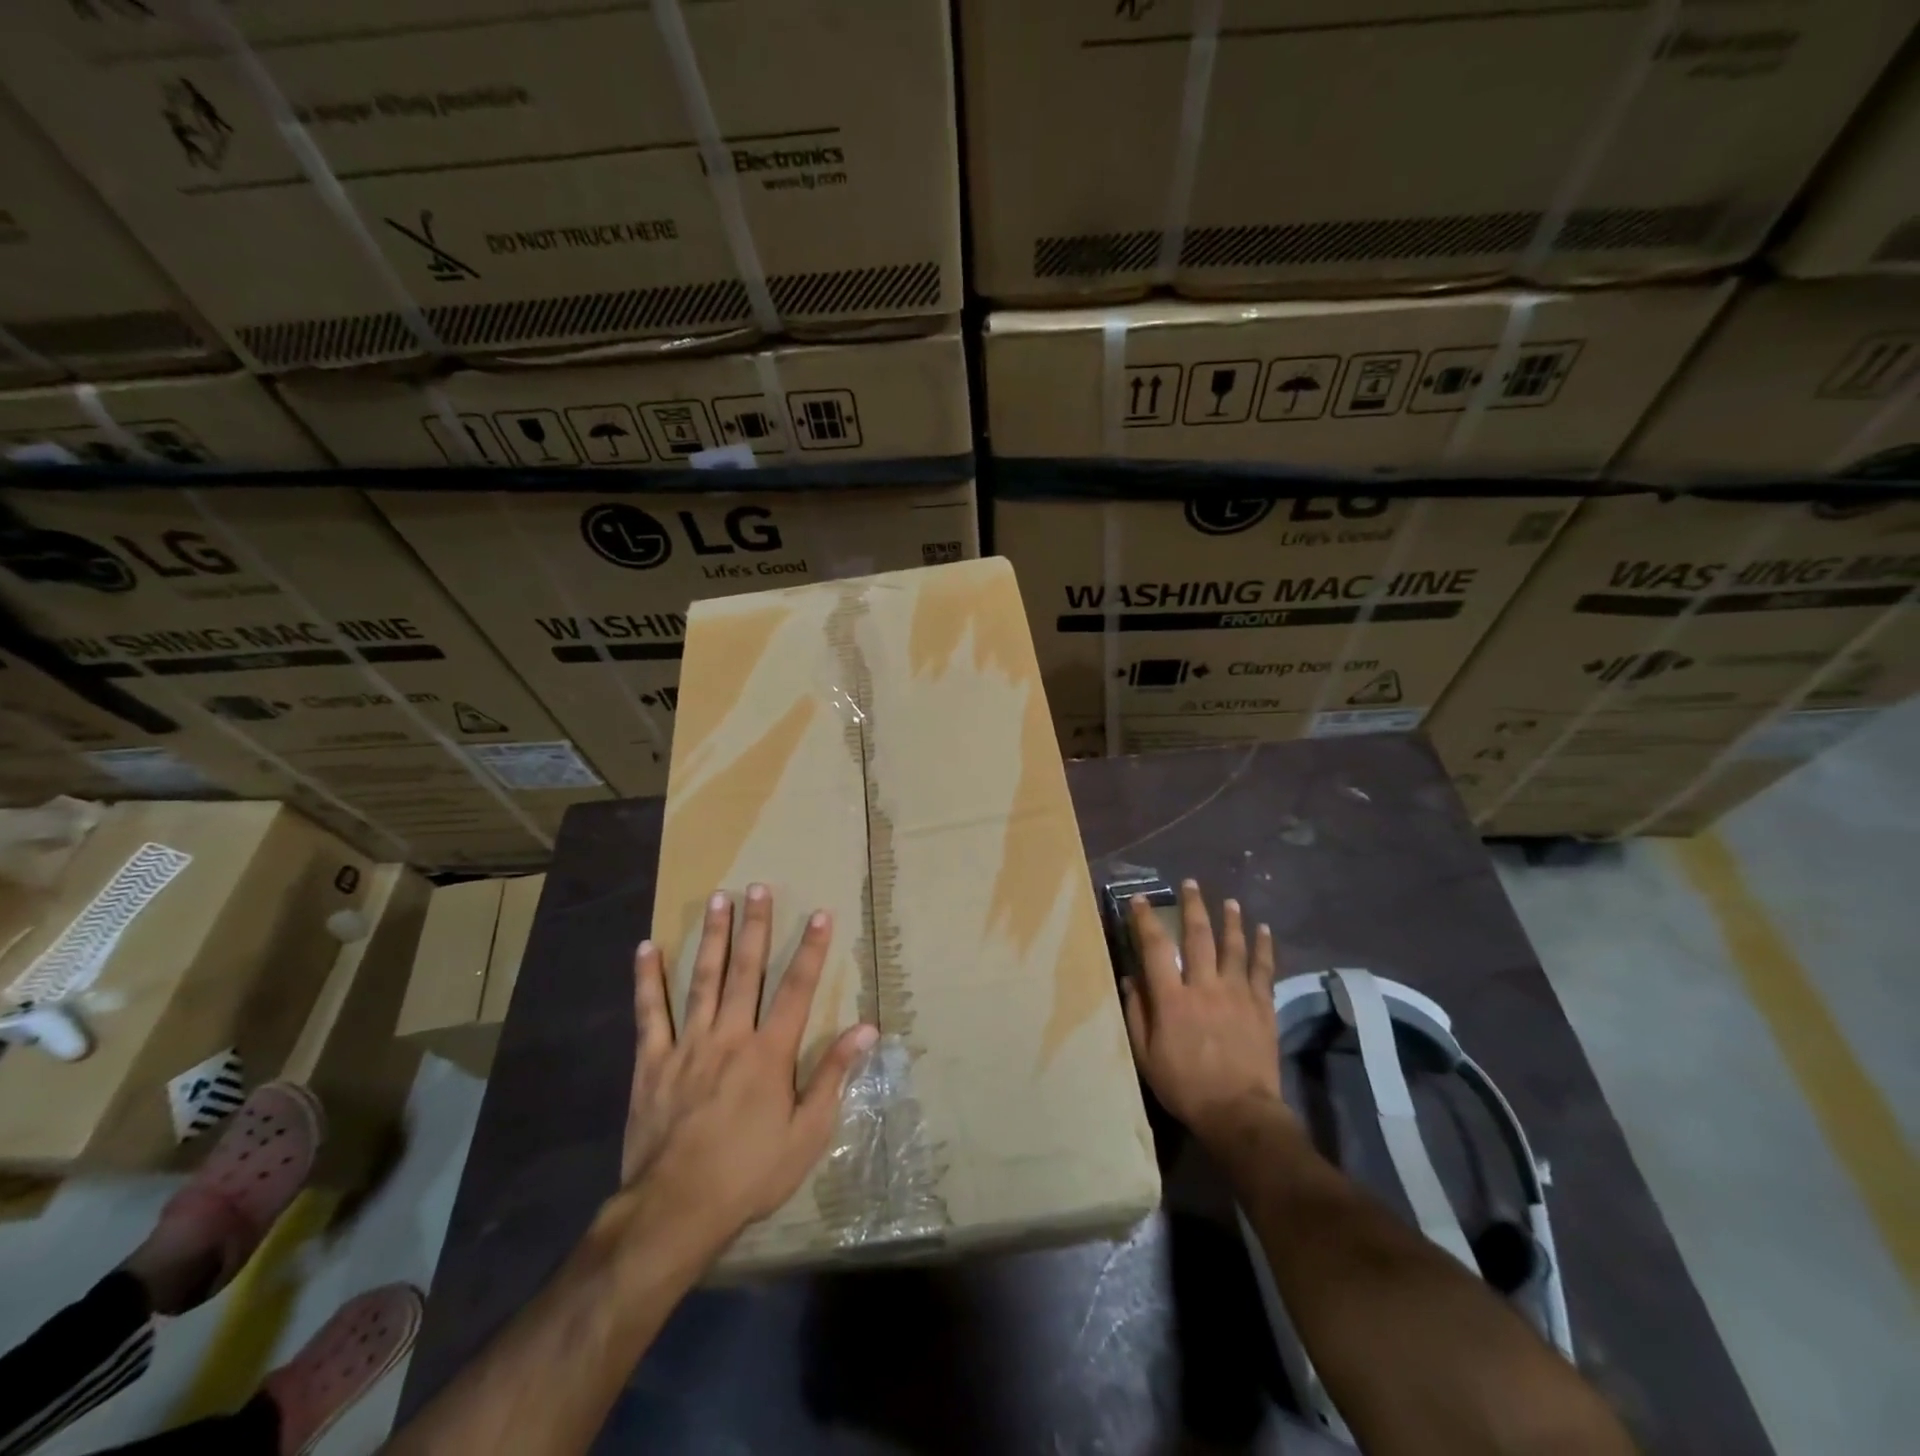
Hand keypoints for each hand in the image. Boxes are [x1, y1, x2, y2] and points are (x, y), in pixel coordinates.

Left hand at [623, 884, 875, 1241]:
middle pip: (746, 971)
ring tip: (718, 899)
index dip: (811, 949)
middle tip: (759, 886)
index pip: (797, 989)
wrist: (675, 1211)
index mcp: (769, 1053)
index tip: (820, 913)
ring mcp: (687, 1046)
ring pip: (703, 979)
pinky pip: (649, 1014)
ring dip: (712, 937)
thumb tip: (866, 1029)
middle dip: (756, 926)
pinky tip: (645, 949)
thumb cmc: (749, 1174)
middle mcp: (730, 1036)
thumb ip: (833, 1076)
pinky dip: (647, 980)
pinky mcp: (651, 1062)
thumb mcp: (806, 1134)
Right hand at [1122, 880, 1291, 1152]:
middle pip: (1198, 937)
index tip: (1141, 899)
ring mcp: (1237, 994)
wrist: (1239, 1113)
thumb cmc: (1185, 1086)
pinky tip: (1264, 931)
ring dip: (1230, 920)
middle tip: (1191, 884)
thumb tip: (1130, 980)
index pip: (1155, 948)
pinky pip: (1263, 969)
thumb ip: (1137, 1014)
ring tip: (1229, 901)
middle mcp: (1204, 986)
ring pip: (1234, 946)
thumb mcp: (1146, 1055)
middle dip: (1193, 907)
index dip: (1146, 920)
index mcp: (1172, 998)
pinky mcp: (1262, 1007)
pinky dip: (1264, 948)